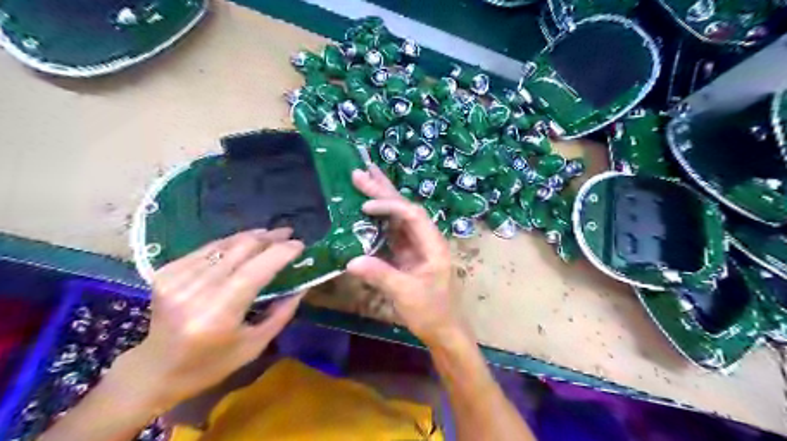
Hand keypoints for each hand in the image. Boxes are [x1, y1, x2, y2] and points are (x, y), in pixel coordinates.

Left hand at [116, 229, 303, 410]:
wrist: (155, 370)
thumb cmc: (211, 364)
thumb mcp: (255, 345)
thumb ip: (282, 313)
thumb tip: (303, 285)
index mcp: (218, 314)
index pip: (255, 271)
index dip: (280, 253)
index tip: (300, 244)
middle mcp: (194, 292)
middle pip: (240, 250)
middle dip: (269, 238)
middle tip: (289, 233)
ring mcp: (176, 279)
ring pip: (224, 244)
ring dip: (251, 237)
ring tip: (270, 234)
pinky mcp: (166, 272)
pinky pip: (208, 248)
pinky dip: (230, 243)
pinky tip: (243, 243)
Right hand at [347, 165, 462, 344]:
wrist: (443, 329)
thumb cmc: (432, 312)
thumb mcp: (407, 294)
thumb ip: (381, 276)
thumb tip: (350, 261)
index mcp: (432, 244)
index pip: (411, 215)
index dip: (389, 206)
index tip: (364, 206)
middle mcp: (425, 239)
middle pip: (404, 209)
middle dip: (383, 190)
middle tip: (360, 171)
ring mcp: (415, 246)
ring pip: (397, 217)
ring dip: (380, 199)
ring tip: (363, 180)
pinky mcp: (406, 254)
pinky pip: (391, 232)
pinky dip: (378, 220)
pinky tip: (365, 211)